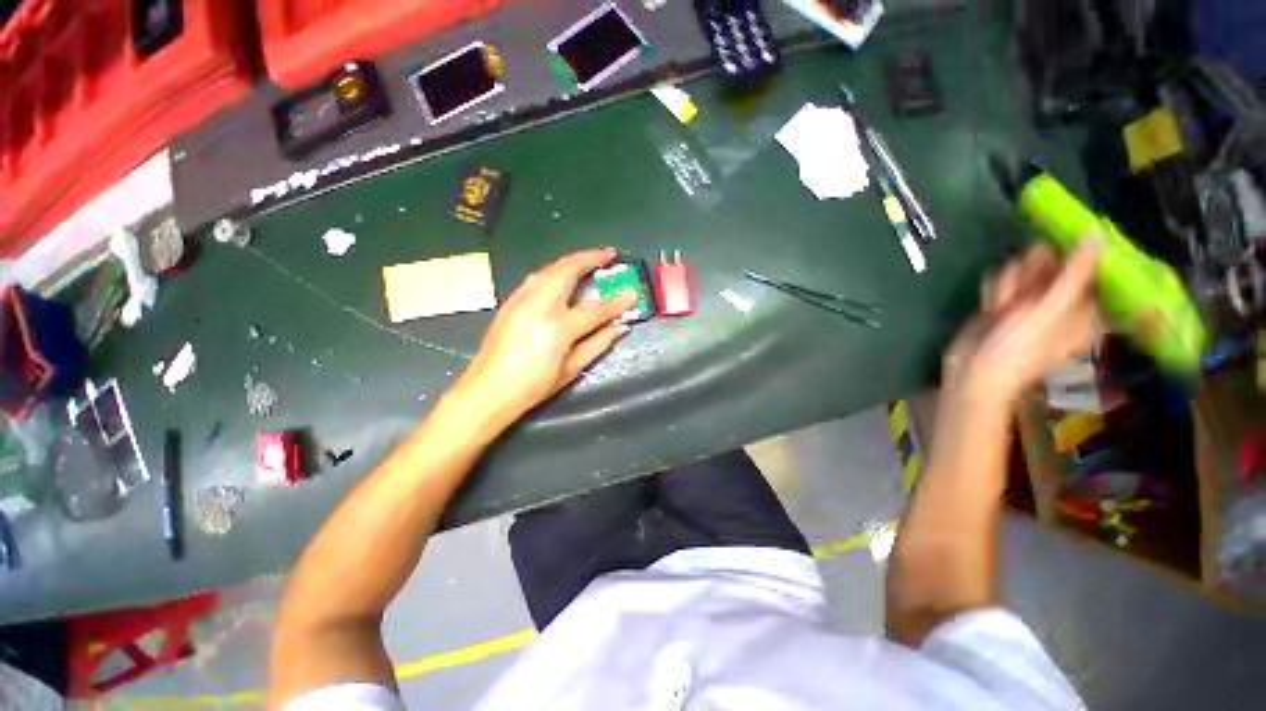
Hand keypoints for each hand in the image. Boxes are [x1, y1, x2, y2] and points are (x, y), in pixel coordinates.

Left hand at [450, 248, 635, 426]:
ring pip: (550, 269)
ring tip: (589, 260)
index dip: (616, 302)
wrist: (487, 391)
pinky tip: (563, 277)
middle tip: (609, 254)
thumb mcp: (572, 369)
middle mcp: (538, 306)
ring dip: (572, 261)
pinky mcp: (510, 301)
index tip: (632, 293)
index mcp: (557, 328)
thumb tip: (620, 326)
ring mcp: (521, 300)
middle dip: (590, 257)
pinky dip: (555, 271)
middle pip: (567, 270)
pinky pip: (537, 278)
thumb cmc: (533, 386)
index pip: (594, 309)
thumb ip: (598, 343)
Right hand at [944, 241, 1102, 405]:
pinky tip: (991, 304)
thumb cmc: (1019, 346)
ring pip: (1027, 268)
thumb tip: (1097, 234)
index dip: (1071, 260)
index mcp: (1087, 308)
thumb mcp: (1051, 309)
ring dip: (1010, 280)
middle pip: (1055, 265)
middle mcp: (1064, 302)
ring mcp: (1035, 302)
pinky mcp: (1009, 301)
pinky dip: (996, 287)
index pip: (1088, 268)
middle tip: (1019, 291)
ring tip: (1001, 303)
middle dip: (1033, 272)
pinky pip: (1007, 277)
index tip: (1055, 262)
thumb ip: (1075, 273)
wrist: (974, 369)